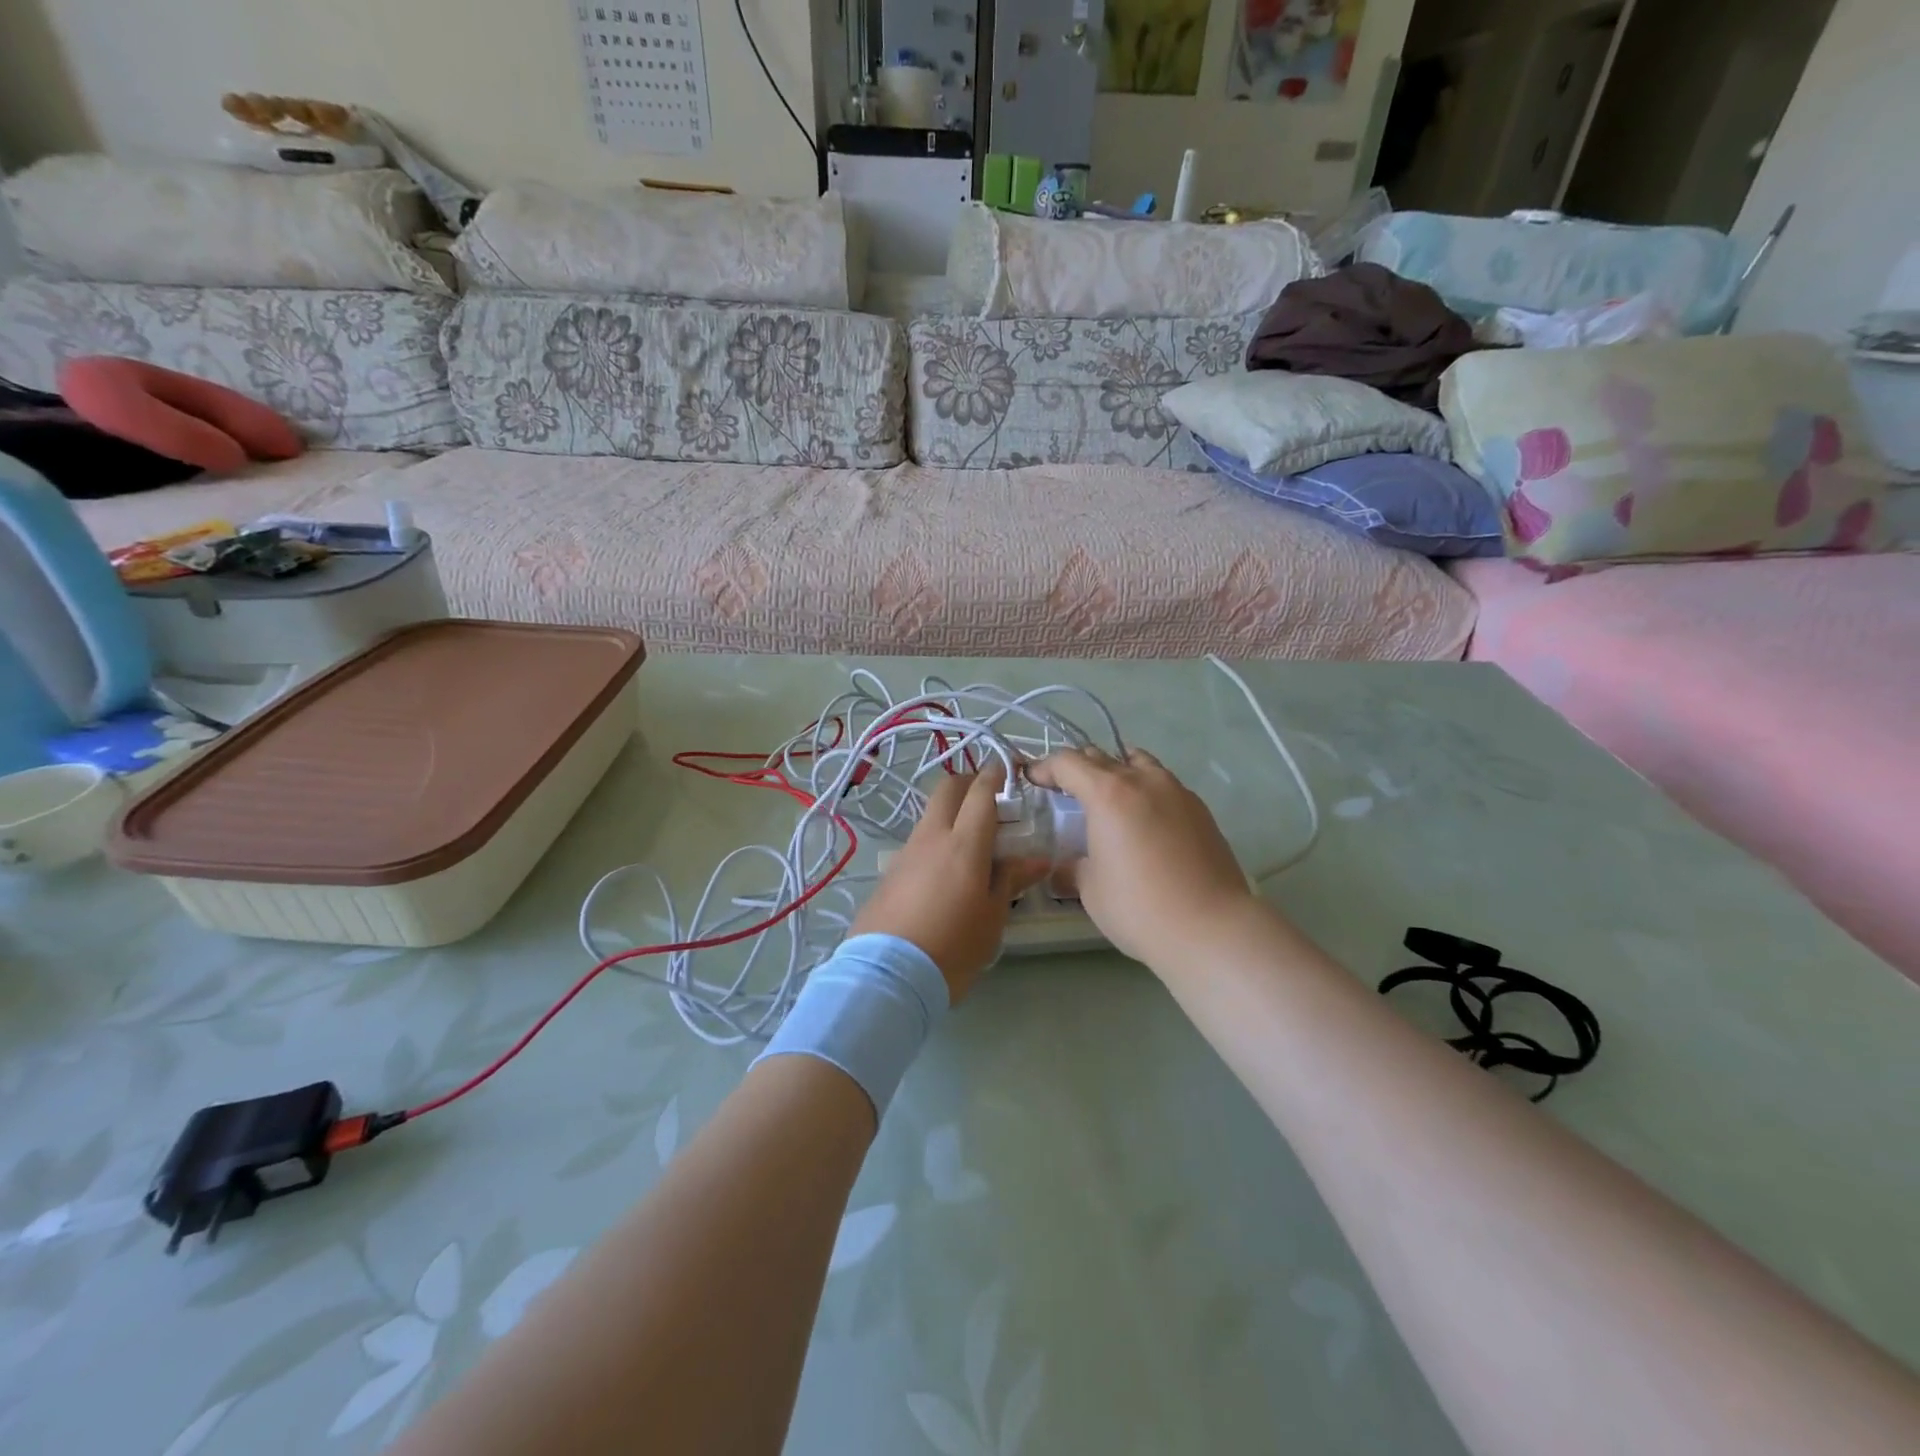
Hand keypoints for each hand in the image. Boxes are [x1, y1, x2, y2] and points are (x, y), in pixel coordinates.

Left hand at [850, 766, 1047, 1004]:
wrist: (889, 975)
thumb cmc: (954, 945)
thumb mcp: (993, 917)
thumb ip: (1011, 880)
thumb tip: (1037, 859)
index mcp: (964, 843)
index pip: (980, 793)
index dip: (994, 775)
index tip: (1007, 770)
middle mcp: (932, 837)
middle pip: (947, 789)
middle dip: (968, 783)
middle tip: (988, 799)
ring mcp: (905, 852)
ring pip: (930, 815)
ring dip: (950, 814)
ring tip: (971, 843)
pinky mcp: (889, 872)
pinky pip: (917, 843)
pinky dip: (935, 841)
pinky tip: (944, 871)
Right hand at [1026, 747, 1257, 967]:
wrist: (1212, 928)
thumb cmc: (1139, 908)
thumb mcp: (1091, 890)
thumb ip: (1074, 868)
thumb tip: (1066, 868)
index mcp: (1108, 794)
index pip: (1068, 763)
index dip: (1045, 768)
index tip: (1033, 779)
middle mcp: (1143, 781)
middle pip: (1102, 757)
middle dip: (1078, 768)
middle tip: (1065, 790)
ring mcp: (1177, 791)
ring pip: (1139, 763)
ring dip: (1116, 771)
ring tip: (1108, 798)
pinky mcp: (1200, 810)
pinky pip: (1164, 785)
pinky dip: (1145, 791)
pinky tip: (1144, 821)